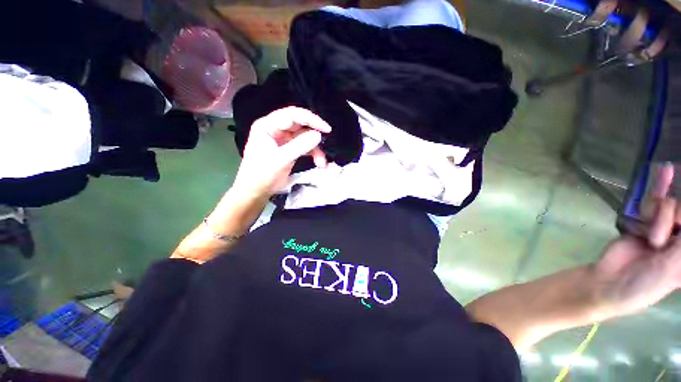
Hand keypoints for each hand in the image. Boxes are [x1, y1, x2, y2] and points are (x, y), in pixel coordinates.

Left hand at [232, 107, 331, 197]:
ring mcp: (284, 140)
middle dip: (314, 134)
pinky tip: (320, 163)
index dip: (310, 119)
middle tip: (328, 140)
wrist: (256, 192)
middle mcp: (276, 130)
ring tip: (322, 162)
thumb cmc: (261, 175)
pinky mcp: (290, 150)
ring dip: (315, 149)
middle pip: (300, 125)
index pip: (292, 115)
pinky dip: (313, 154)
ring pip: (305, 137)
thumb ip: (299, 146)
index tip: (325, 129)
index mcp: (268, 126)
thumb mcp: (280, 159)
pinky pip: (305, 147)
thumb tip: (318, 135)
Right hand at [594, 163, 680, 318]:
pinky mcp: (645, 221)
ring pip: (670, 207)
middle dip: (674, 218)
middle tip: (659, 240)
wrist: (608, 280)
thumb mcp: (671, 268)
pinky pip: (654, 204)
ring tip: (650, 240)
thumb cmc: (645, 283)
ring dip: (659, 219)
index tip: (678, 222)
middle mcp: (679, 239)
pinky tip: (665, 170)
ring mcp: (663, 229)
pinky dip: (660, 187)